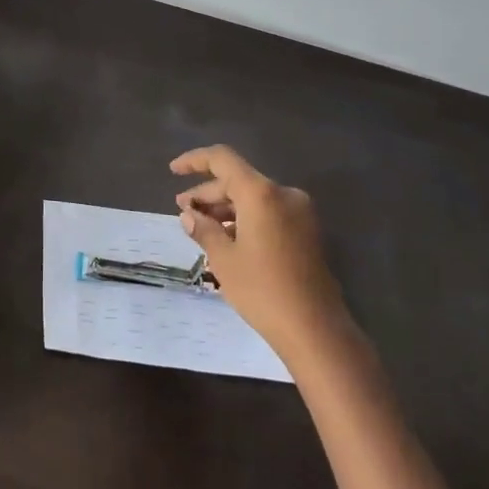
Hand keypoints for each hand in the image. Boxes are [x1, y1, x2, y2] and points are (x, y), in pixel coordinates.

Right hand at [172, 145, 349, 362]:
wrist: (314, 328)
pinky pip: (269, 213)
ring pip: (254, 198)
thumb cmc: (262, 289)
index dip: (195, 160)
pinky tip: (228, 238)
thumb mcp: (223, 259)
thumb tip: (188, 216)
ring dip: (226, 207)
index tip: (173, 171)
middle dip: (207, 193)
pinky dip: (246, 218)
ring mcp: (300, 213)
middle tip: (183, 211)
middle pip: (238, 180)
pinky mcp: (307, 232)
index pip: (223, 159)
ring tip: (201, 227)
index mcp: (261, 194)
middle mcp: (284, 194)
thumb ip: (203, 229)